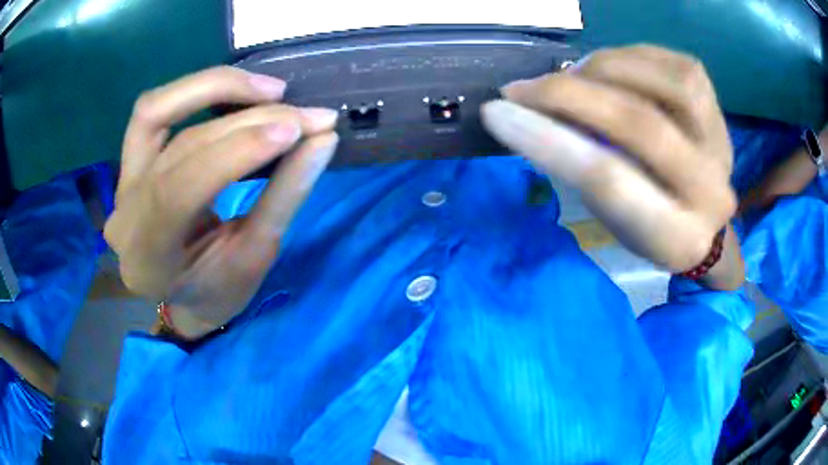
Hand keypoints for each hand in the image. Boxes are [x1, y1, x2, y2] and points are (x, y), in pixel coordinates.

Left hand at [105, 66, 338, 338]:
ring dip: (217, 87)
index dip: (237, 151)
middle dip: (252, 121)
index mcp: (149, 257)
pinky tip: (234, 89)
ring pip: (158, 109)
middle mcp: (126, 212)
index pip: (181, 189)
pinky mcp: (130, 160)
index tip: (295, 131)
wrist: (178, 291)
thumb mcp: (254, 257)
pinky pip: (153, 109)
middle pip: (185, 144)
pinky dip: (194, 91)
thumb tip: (322, 140)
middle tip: (309, 117)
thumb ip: (284, 196)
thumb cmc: (216, 289)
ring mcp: (122, 180)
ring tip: (272, 90)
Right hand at [482, 45, 735, 271]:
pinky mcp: (721, 113)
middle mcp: (709, 192)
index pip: (611, 182)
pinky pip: (679, 65)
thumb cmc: (650, 228)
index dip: (549, 140)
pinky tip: (613, 66)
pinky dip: (636, 56)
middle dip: (571, 96)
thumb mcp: (612, 219)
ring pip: (668, 84)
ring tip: (575, 75)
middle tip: (523, 87)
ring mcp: (722, 146)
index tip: (497, 112)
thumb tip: (535, 111)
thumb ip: (583, 170)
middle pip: (642, 126)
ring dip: (606, 68)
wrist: (704, 222)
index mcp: (676, 237)